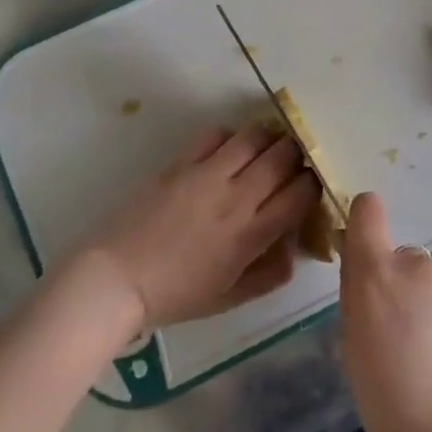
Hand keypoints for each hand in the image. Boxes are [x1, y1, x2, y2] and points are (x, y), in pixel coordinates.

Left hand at [66, 125, 318, 336]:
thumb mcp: (232, 297)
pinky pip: (216, 134)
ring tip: (265, 149)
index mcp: (253, 234)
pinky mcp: (181, 164)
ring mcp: (208, 175)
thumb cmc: (177, 295)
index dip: (313, 184)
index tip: (309, 187)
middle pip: (284, 156)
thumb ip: (271, 274)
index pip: (302, 193)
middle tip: (292, 163)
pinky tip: (227, 151)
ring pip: (255, 137)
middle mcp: (237, 197)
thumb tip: (294, 249)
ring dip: (268, 139)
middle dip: (297, 155)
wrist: (117, 279)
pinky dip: (230, 138)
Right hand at [337, 193, 431, 431]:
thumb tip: (365, 274)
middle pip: (400, 258)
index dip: (363, 220)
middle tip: (395, 332)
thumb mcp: (352, 348)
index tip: (361, 249)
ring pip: (429, 284)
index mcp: (377, 273)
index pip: (368, 210)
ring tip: (427, 355)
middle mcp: (417, 266)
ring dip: (424, 305)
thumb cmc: (388, 400)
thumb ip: (358, 299)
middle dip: (395, 283)